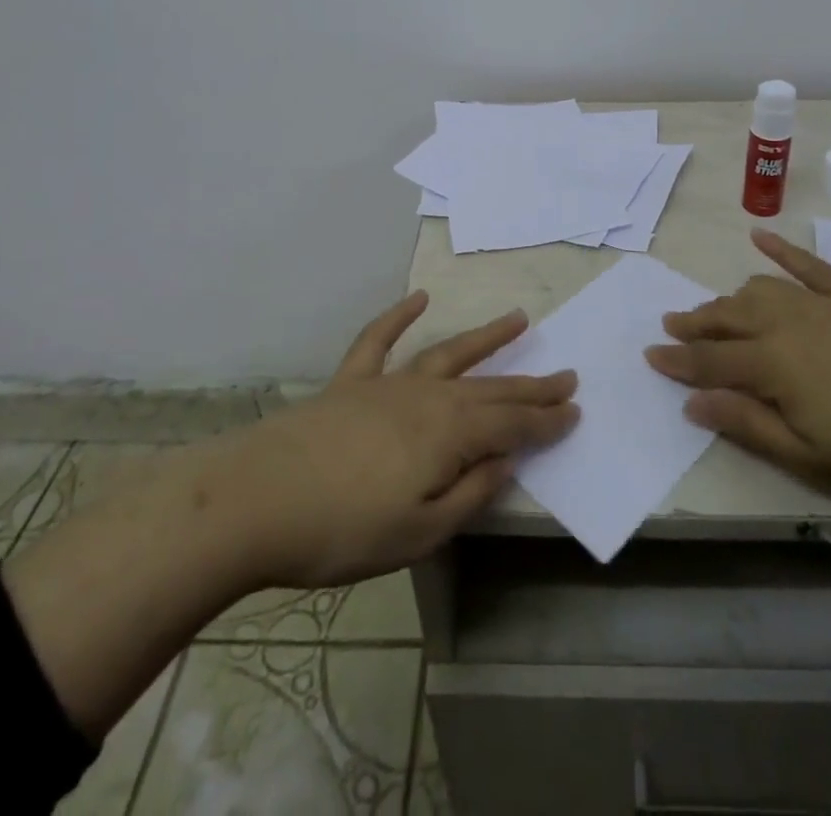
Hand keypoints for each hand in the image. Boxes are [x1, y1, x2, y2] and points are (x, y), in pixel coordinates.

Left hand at [223, 291, 578, 588]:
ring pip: (448, 353)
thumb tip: (507, 460)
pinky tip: (418, 299)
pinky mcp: (349, 382)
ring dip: (485, 337)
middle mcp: (427, 396)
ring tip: (518, 319)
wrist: (255, 501)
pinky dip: (398, 317)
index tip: (575, 411)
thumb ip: (470, 492)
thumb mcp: (420, 531)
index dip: (546, 420)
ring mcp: (387, 384)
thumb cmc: (343, 529)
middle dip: (530, 384)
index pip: (512, 424)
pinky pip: (378, 341)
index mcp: (449, 433)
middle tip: (567, 374)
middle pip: (490, 387)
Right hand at [646, 229, 830, 505]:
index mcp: (773, 366)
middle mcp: (787, 324)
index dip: (678, 361)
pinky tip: (758, 236)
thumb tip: (692, 402)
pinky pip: (807, 264)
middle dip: (695, 322)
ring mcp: (821, 303)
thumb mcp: (813, 460)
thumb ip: (748, 425)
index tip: (650, 355)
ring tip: (714, 308)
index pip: (710, 360)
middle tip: (671, 325)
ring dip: (729, 298)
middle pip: (727, 317)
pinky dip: (780, 249)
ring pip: (758, 290)